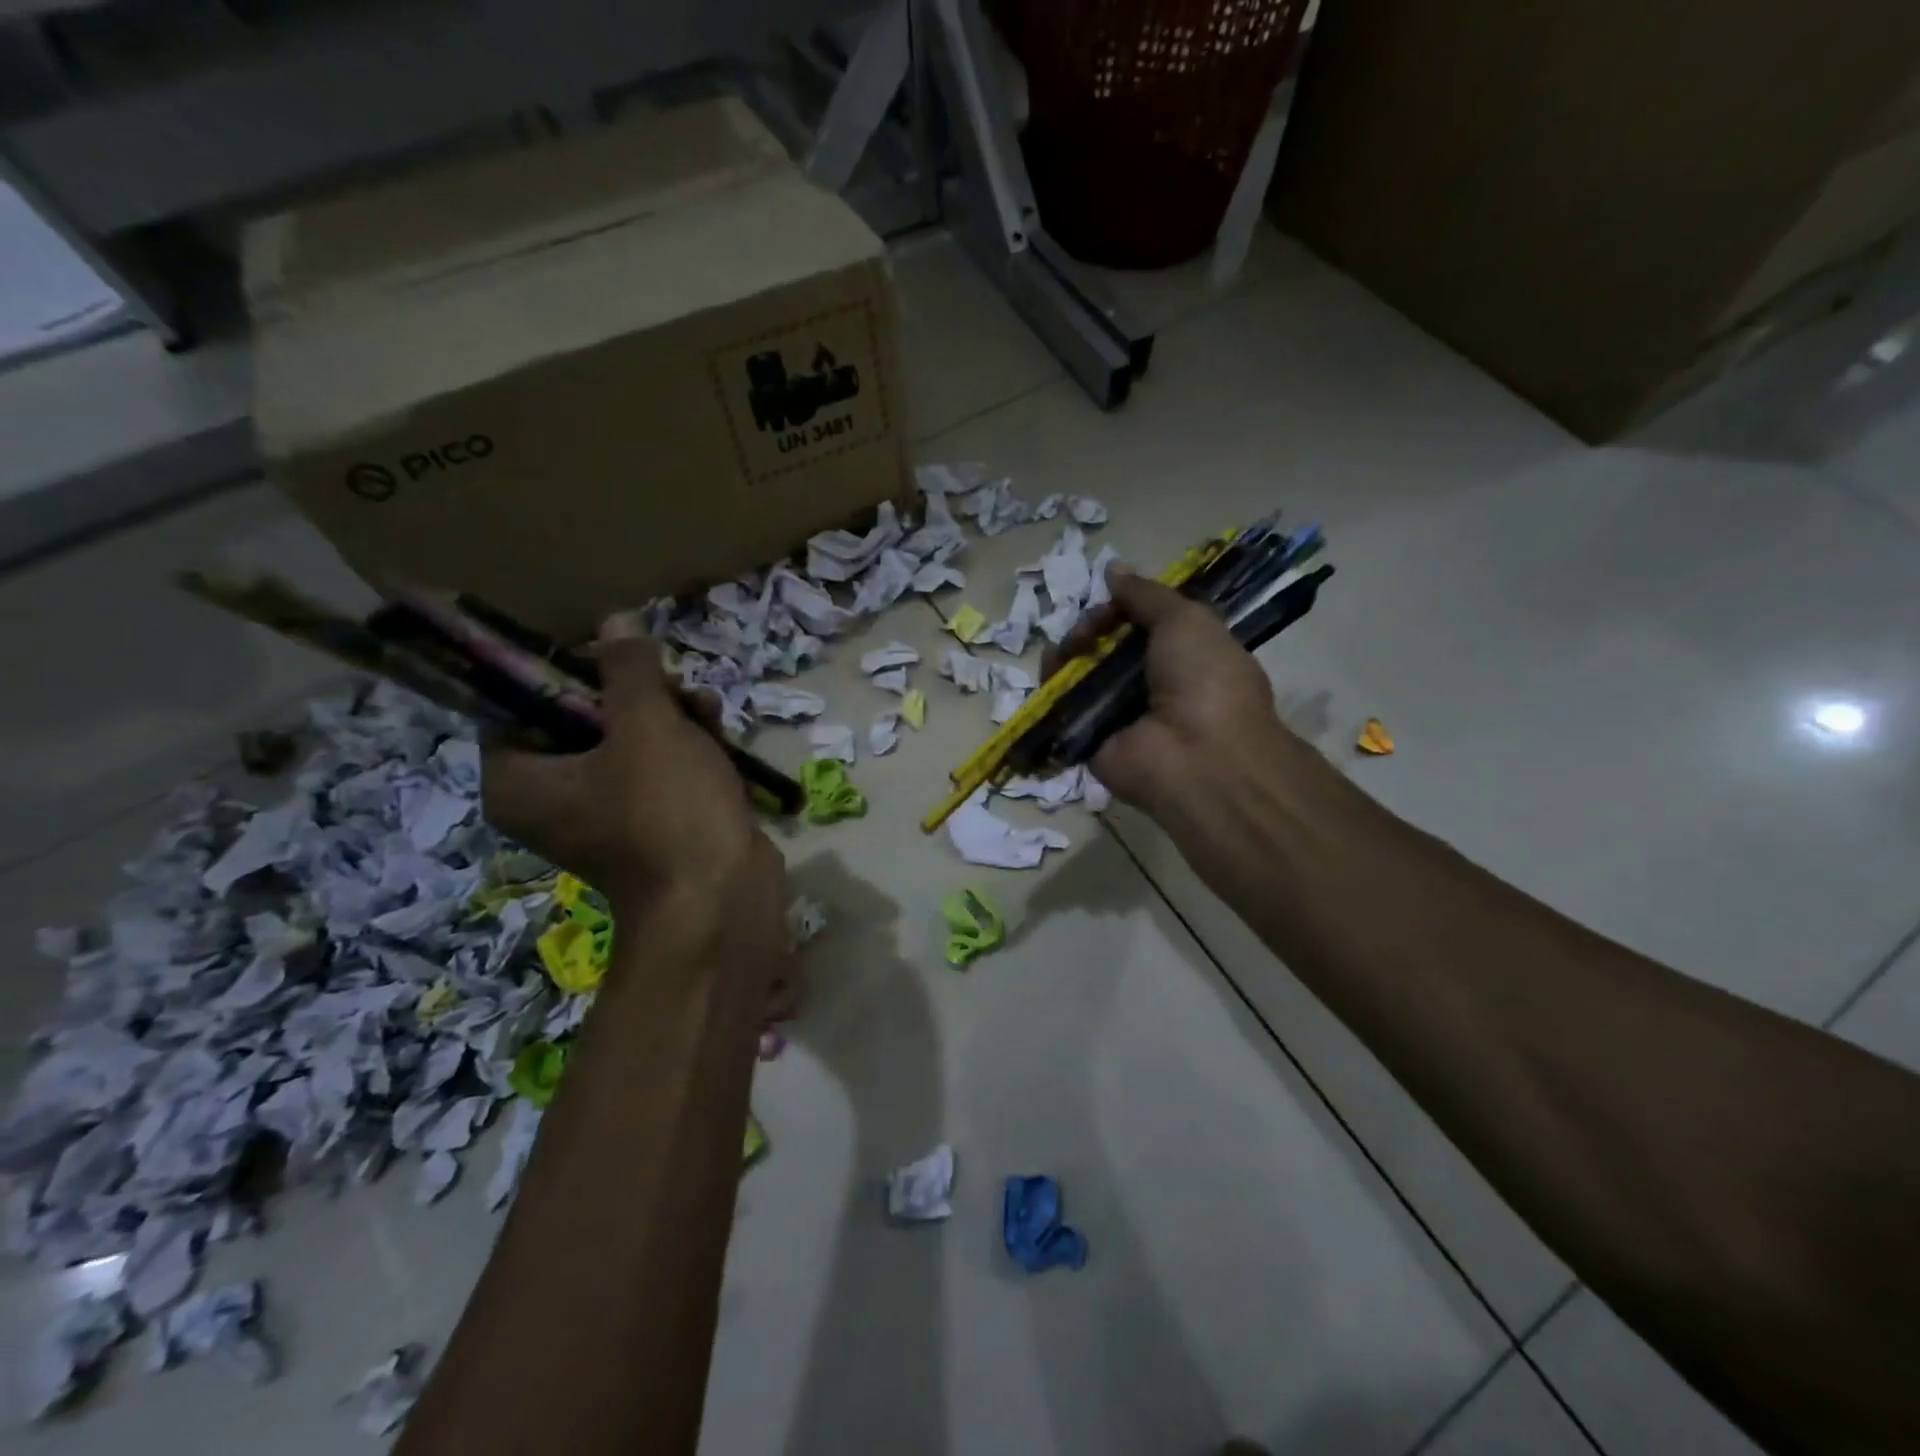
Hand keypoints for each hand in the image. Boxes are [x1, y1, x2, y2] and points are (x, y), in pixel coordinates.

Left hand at [482, 615, 785, 950]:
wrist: (722, 899)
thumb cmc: (668, 810)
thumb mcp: (647, 726)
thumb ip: (627, 668)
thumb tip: (614, 620)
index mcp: (521, 780)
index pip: (523, 702)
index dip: (568, 670)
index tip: (616, 658)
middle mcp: (553, 799)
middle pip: (584, 718)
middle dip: (637, 695)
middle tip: (671, 686)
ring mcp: (606, 815)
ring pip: (630, 740)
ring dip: (671, 716)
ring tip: (708, 711)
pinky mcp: (651, 824)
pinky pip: (657, 770)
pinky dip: (685, 748)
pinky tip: (719, 733)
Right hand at [1045, 564, 1314, 824]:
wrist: (1197, 757)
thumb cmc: (1204, 679)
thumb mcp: (1186, 620)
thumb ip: (1146, 594)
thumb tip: (1113, 568)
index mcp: (1184, 656)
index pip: (1141, 623)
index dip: (1122, 606)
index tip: (1111, 599)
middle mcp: (1151, 684)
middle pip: (1106, 647)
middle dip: (1089, 630)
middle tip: (1085, 633)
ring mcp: (1119, 715)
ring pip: (1082, 675)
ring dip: (1066, 656)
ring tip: (1063, 651)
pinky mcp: (1091, 741)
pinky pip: (1065, 709)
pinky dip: (1052, 689)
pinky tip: (1048, 673)